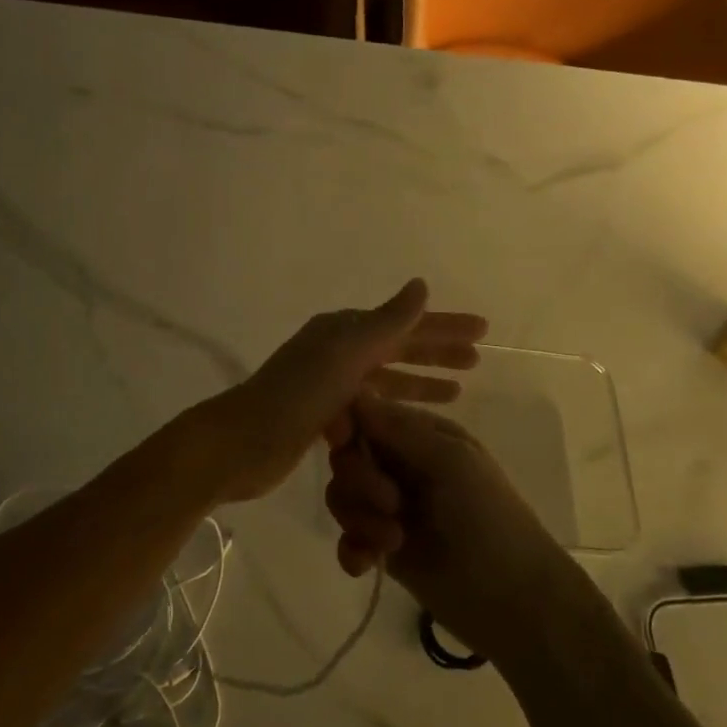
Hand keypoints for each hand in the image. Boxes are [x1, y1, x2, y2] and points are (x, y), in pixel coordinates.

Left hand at [197, 279, 487, 504]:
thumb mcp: (346, 354)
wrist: (243, 442)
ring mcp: (328, 384)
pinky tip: (412, 420)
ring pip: (385, 378)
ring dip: (419, 381)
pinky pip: (370, 405)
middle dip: (436, 352)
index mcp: (343, 331)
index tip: (483, 330)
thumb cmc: (298, 395)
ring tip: (458, 392)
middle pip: (397, 347)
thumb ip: (387, 322)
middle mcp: (337, 351)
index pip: (405, 323)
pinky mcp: (322, 416)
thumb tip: (421, 285)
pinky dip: (393, 407)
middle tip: (478, 361)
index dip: (444, 326)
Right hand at [325, 396, 576, 662]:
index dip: (348, 426)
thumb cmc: (490, 519)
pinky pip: (348, 537)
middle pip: (349, 456)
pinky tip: (367, 564)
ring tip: (392, 541)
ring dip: (359, 518)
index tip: (342, 441)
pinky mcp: (384, 547)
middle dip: (360, 481)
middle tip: (391, 504)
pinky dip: (352, 549)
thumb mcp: (451, 462)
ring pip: (344, 496)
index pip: (369, 416)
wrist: (515, 602)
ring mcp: (393, 508)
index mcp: (423, 437)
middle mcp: (403, 466)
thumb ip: (400, 429)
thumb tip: (355, 391)